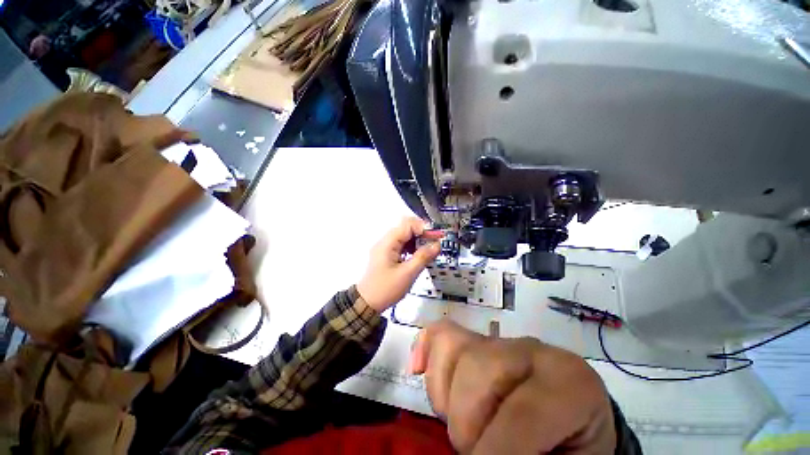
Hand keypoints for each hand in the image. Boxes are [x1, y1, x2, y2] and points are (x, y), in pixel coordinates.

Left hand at [357, 217, 442, 311]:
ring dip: (418, 239)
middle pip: (406, 227)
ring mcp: (385, 247)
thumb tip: (437, 245)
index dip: (424, 228)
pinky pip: (401, 244)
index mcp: (388, 243)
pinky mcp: (387, 254)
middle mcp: (385, 241)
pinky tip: (419, 254)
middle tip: (436, 242)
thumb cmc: (386, 289)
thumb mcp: (407, 274)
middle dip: (422, 232)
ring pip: (405, 236)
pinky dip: (412, 246)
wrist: (367, 303)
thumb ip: (423, 257)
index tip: (437, 237)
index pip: (407, 225)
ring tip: (430, 249)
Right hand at [409, 320, 615, 453]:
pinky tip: (417, 368)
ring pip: (451, 349)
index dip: (492, 451)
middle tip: (476, 451)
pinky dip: (424, 350)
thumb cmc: (570, 447)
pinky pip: (440, 333)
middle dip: (466, 424)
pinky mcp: (476, 338)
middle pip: (476, 369)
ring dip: (445, 397)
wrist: (570, 421)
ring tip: (465, 426)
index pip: (519, 414)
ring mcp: (498, 340)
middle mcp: (530, 350)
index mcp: (568, 382)